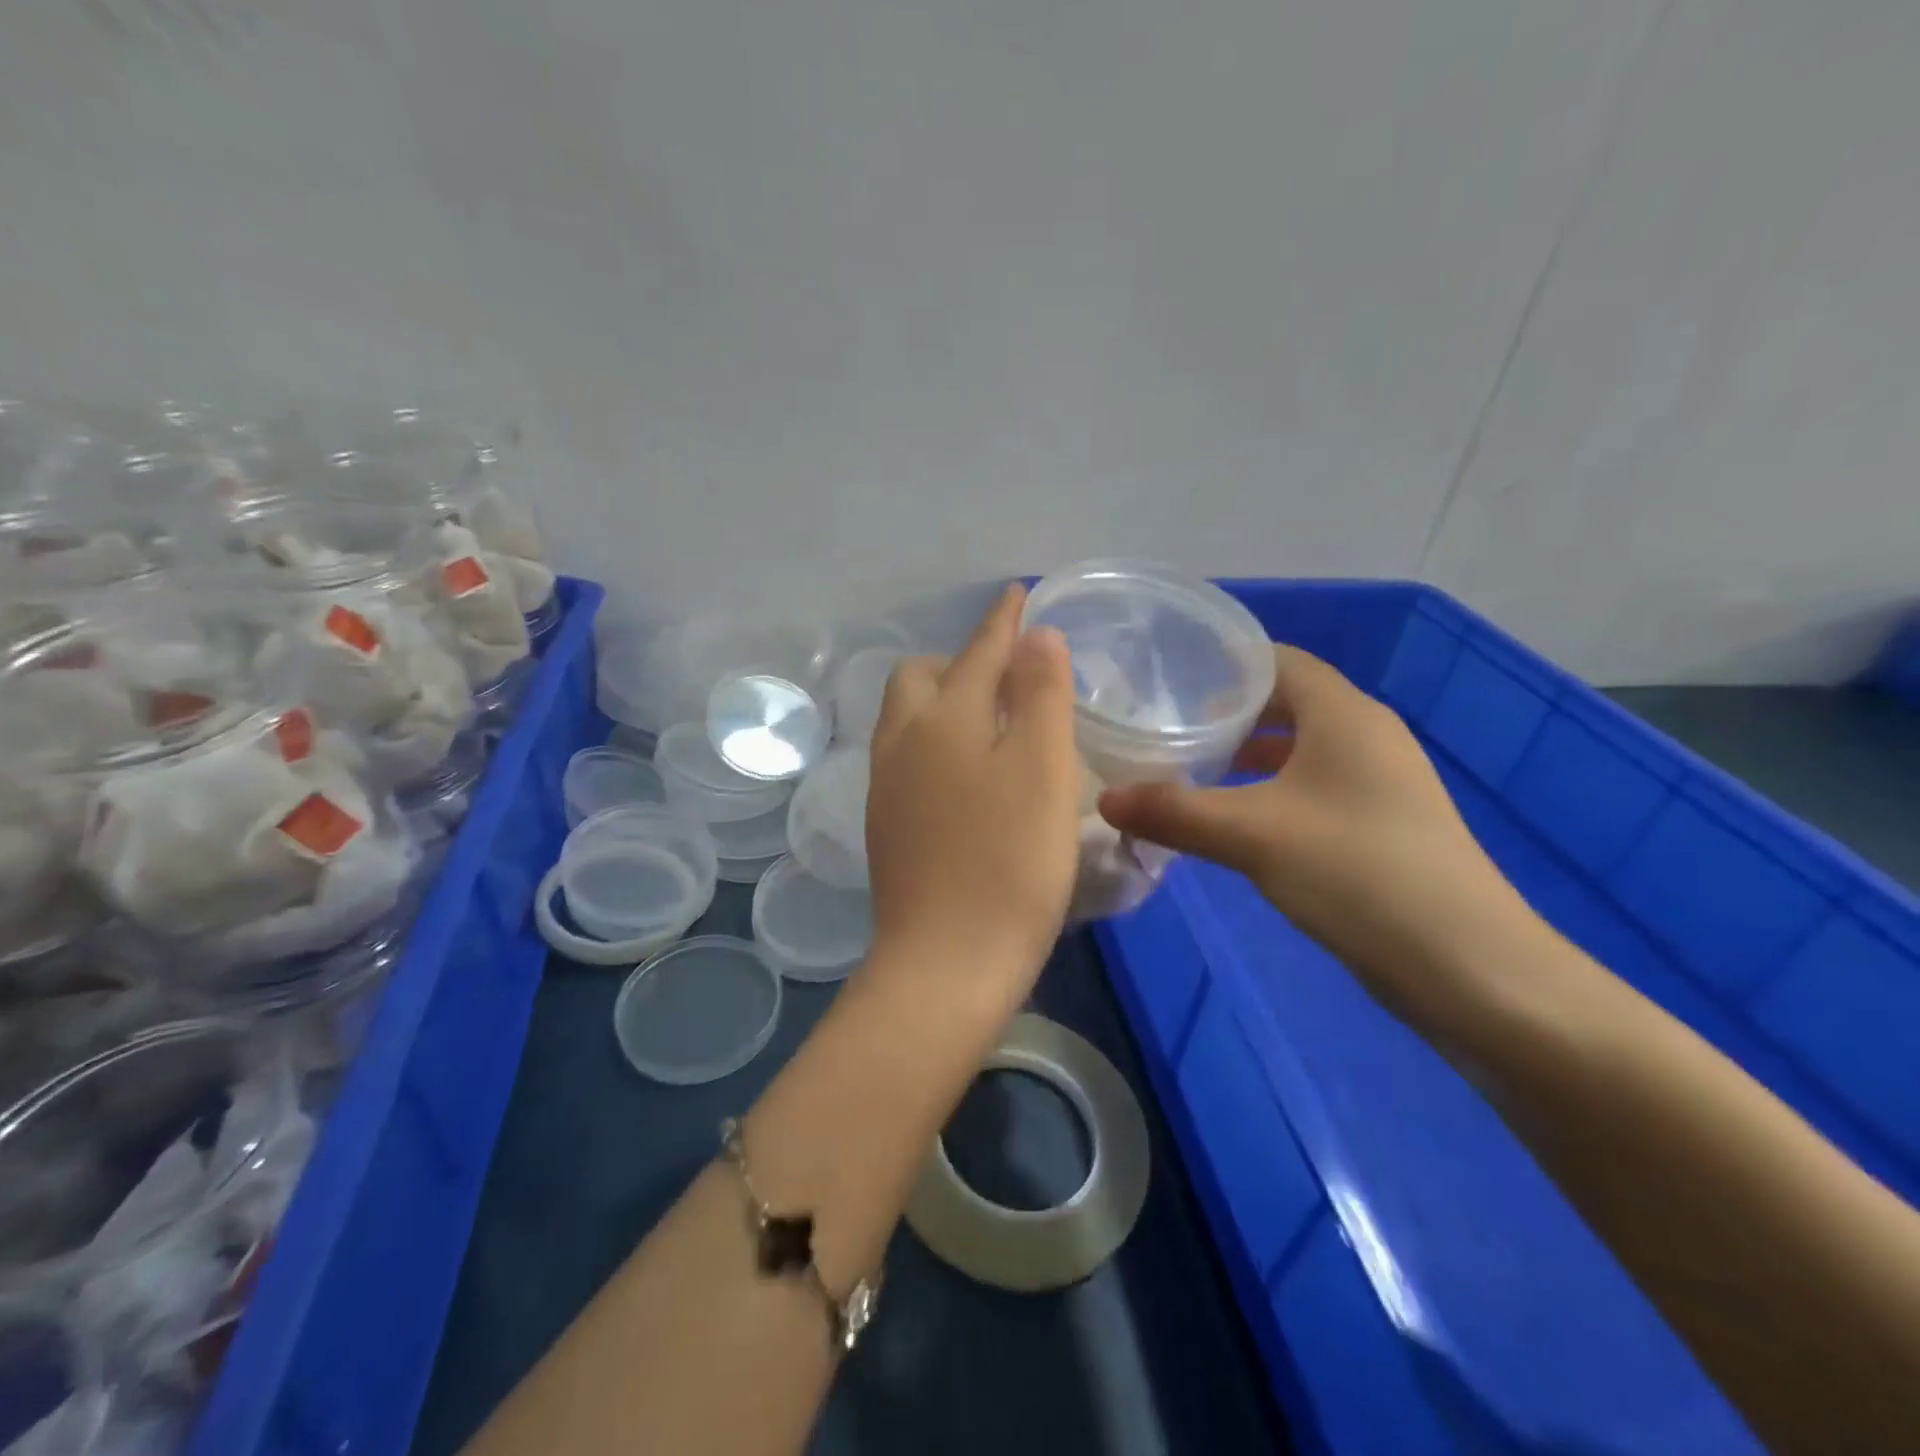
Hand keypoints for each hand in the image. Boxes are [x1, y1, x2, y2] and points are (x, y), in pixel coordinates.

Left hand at [862, 584, 1080, 1016]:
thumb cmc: (1008, 863)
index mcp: (942, 719)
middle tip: (1008, 675)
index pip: (976, 651)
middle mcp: (902, 743)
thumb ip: (1039, 694)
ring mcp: (886, 786)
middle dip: (960, 661)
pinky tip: (965, 773)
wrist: (946, 964)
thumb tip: (1034, 639)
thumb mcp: (1042, 769)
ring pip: (907, 719)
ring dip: (944, 702)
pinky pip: (907, 758)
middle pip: (920, 677)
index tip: (1017, 595)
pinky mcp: (886, 826)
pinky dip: (937, 743)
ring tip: (988, 718)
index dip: (1002, 622)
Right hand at [1098, 646, 1523, 1024]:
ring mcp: (1381, 782)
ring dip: (1250, 756)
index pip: (1279, 661)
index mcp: (1344, 715)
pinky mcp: (1383, 823)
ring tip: (1194, 771)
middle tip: (1169, 729)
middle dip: (1229, 713)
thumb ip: (1174, 813)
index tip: (1168, 682)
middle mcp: (1367, 735)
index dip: (1225, 665)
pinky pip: (1316, 786)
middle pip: (1289, 702)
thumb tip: (1105, 800)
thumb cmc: (1357, 873)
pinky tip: (1240, 822)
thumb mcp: (1251, 837)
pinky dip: (1274, 790)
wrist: (1468, 966)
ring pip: (1302, 748)